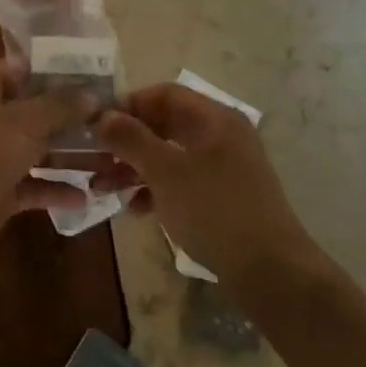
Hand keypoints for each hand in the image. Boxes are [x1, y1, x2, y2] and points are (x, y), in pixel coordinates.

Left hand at [0, 59, 98, 274]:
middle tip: (113, 119)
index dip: (56, 70)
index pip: (20, 70)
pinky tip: (86, 196)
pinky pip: (31, 186)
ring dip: (69, 155)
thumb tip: (91, 93)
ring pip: (36, 150)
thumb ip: (59, 106)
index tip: (95, 75)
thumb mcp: (22, 124)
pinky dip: (54, 189)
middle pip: (33, 111)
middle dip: (71, 117)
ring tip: (111, 158)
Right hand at [95, 83, 314, 282]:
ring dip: (136, 167)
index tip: (97, 125)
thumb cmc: (215, 211)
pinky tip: (135, 209)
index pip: (164, 94)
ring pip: (170, 155)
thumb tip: (102, 116)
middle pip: (165, 125)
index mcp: (215, 119)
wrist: (270, 272)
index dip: (128, 104)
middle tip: (95, 158)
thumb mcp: (165, 172)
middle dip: (127, 141)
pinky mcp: (223, 197)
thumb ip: (131, 139)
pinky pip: (182, 181)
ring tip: (104, 187)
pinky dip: (156, 189)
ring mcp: (225, 167)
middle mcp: (221, 135)